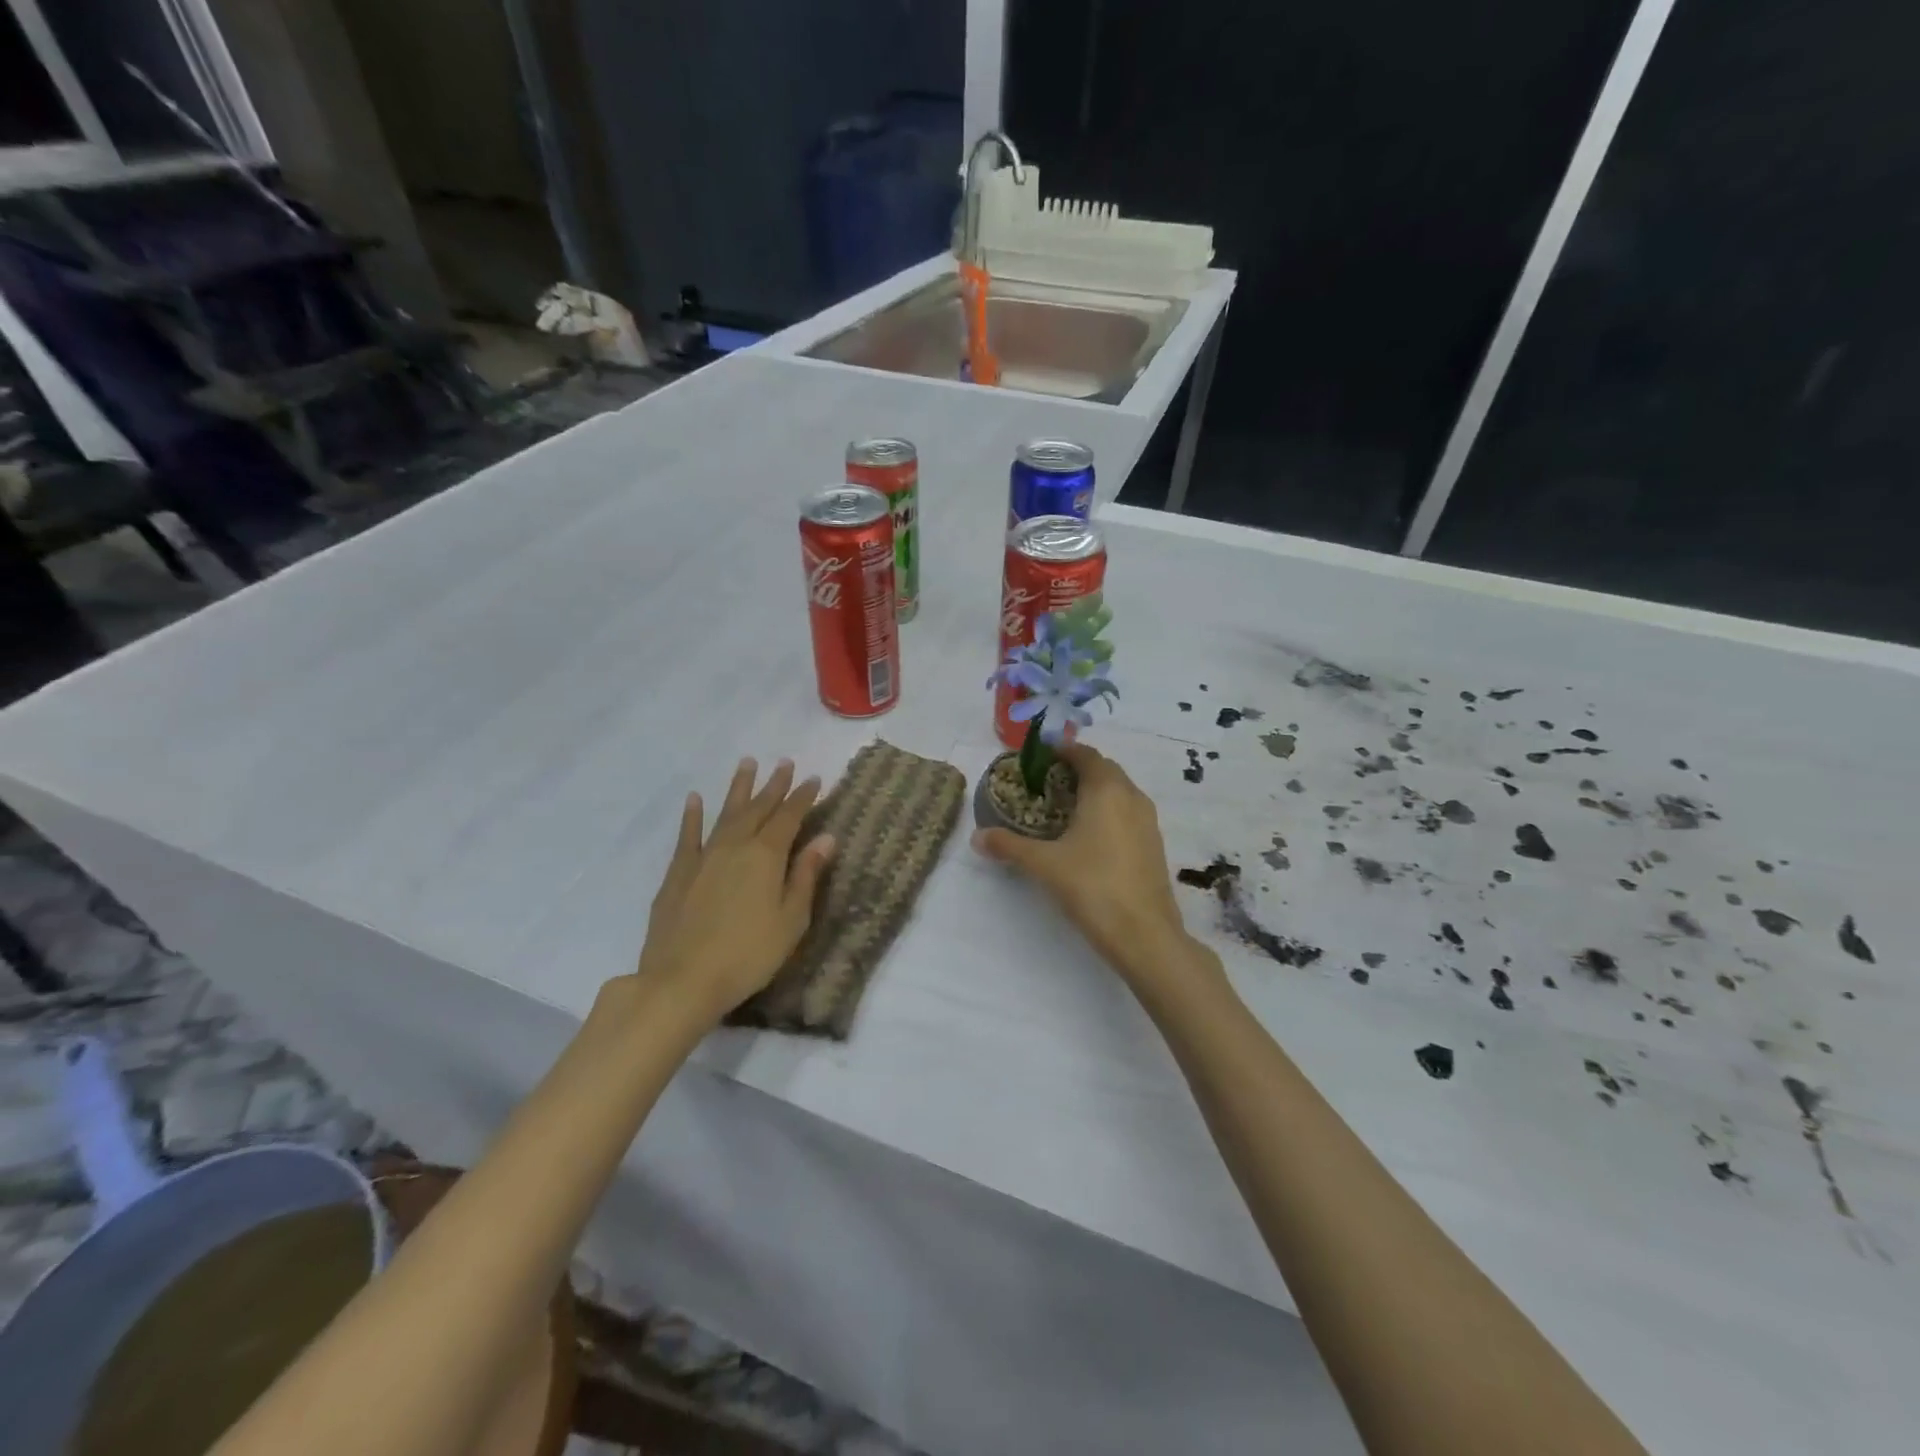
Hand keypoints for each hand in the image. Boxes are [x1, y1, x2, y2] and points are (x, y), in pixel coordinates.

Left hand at [626, 758, 835, 1024]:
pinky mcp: (678, 874)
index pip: (789, 817)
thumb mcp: (791, 919)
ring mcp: (703, 857)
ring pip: (725, 813)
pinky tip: (695, 799)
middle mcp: (735, 846)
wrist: (682, 980)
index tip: (815, 779)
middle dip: (774, 785)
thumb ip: (806, 875)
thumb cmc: (749, 954)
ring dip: (738, 788)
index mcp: (766, 856)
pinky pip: (688, 836)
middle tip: (784, 762)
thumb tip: (826, 837)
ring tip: (747, 763)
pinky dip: (693, 816)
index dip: (803, 797)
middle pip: (758, 808)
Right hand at [973, 744, 1200, 989]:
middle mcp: (1132, 796)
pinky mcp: (1154, 845)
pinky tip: (1088, 837)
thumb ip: (1008, 846)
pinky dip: (1108, 813)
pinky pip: (1128, 814)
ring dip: (1094, 792)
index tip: (1039, 757)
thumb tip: (976, 837)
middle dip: (1077, 770)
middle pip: (1104, 770)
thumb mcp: (1043, 864)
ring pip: (1119, 792)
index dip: (1062, 750)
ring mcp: (1148, 821)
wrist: (1144, 934)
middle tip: (1046, 783)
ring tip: (1064, 808)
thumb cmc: (1092, 886)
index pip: (1085, 754)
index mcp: (1107, 789)